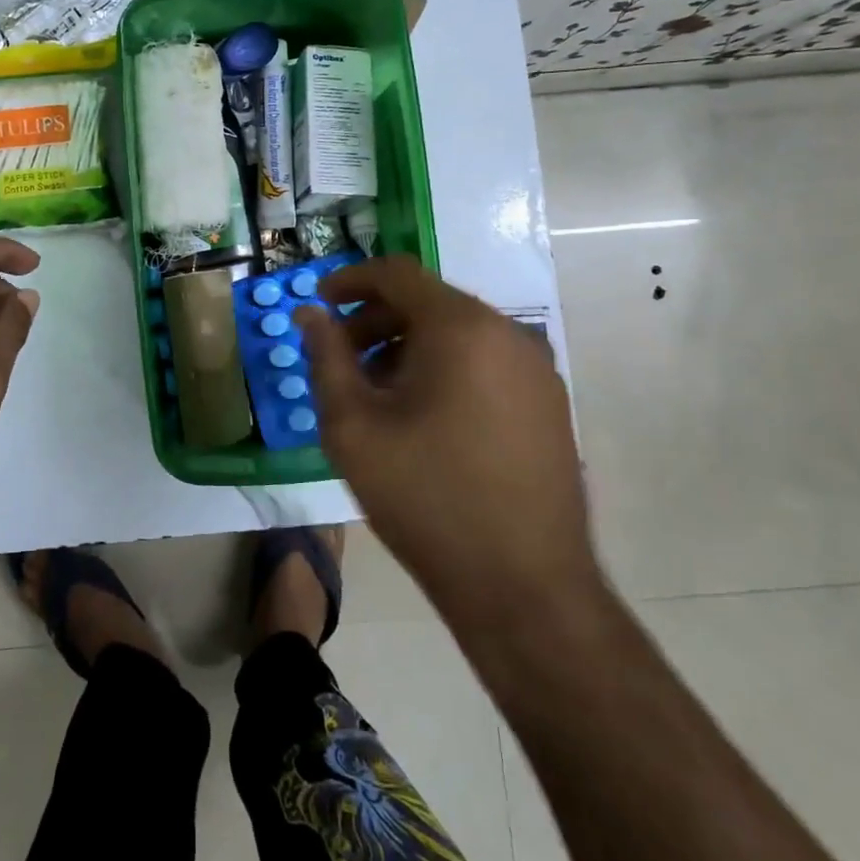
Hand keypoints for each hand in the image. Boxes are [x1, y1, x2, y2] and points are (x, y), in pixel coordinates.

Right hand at [298, 256, 598, 622]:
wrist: (523, 587)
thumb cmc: (425, 497)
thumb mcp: (353, 426)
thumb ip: (326, 359)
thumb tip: (311, 315)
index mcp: (462, 328)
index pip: (398, 273)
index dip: (350, 279)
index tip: (319, 303)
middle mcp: (509, 334)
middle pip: (430, 302)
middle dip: (376, 319)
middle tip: (339, 356)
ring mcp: (537, 370)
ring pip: (459, 333)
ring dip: (408, 345)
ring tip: (376, 392)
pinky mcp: (549, 404)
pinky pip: (486, 362)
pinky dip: (445, 367)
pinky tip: (422, 416)